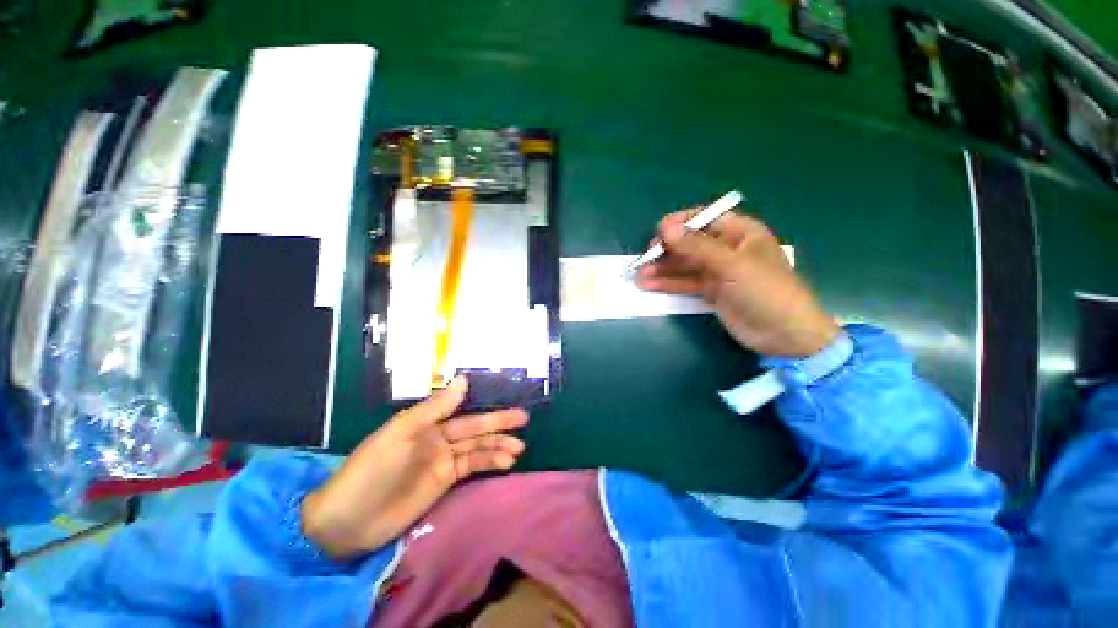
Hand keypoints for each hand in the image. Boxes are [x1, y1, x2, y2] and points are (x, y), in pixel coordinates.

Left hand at [301, 376, 527, 558]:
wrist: (347, 522)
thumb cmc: (371, 470)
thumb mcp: (402, 433)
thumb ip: (436, 408)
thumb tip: (463, 380)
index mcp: (427, 422)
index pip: (462, 409)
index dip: (484, 405)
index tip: (508, 399)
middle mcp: (438, 437)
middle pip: (475, 428)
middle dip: (499, 424)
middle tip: (524, 419)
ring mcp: (441, 461)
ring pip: (477, 448)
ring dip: (498, 447)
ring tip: (519, 448)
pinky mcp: (443, 482)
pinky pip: (471, 467)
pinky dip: (489, 464)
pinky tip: (505, 463)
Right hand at [636, 210, 838, 356]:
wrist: (783, 334)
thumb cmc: (764, 290)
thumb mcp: (731, 264)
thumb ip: (696, 246)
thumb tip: (666, 227)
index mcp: (740, 232)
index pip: (705, 219)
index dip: (681, 222)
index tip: (658, 232)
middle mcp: (727, 248)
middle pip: (691, 242)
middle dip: (667, 249)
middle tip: (646, 258)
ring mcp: (718, 271)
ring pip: (685, 264)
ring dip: (663, 268)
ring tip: (639, 274)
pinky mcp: (711, 291)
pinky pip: (685, 282)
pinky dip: (668, 283)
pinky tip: (648, 284)